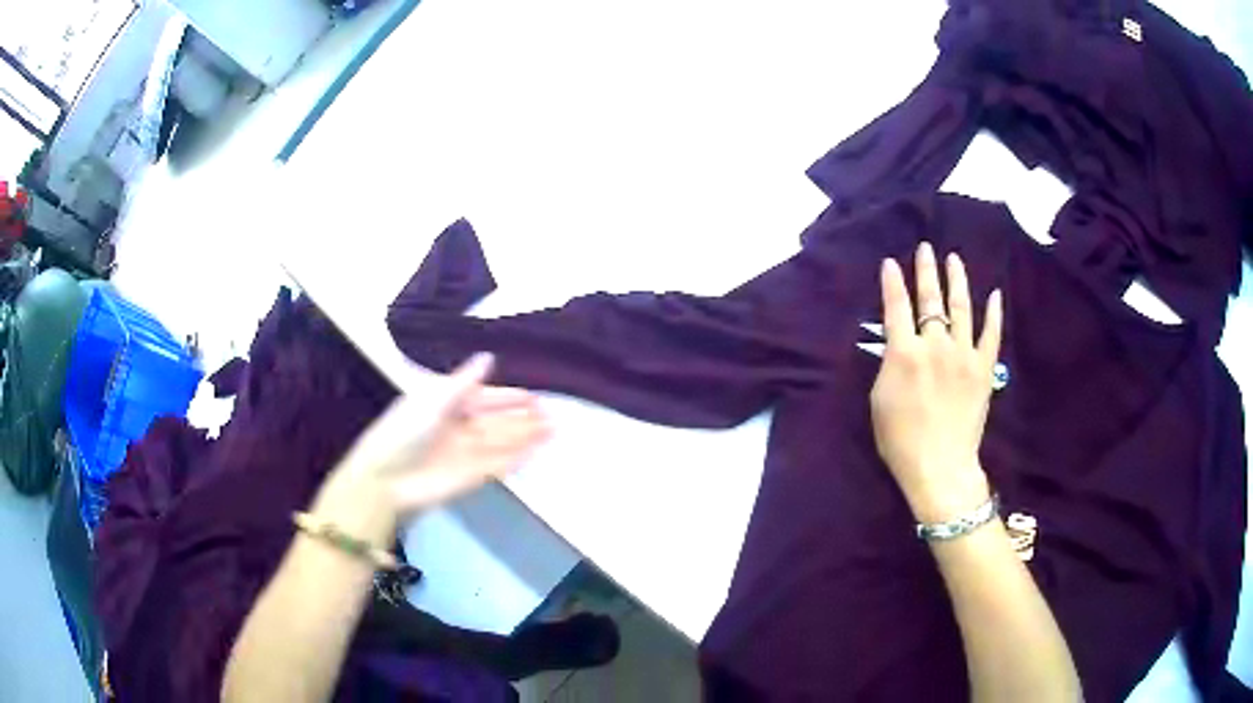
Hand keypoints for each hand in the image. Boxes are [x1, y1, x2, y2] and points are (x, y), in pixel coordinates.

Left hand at [314, 353, 550, 545]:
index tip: (535, 399)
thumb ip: (464, 382)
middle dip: (522, 420)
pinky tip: (535, 453)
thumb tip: (488, 357)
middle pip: (497, 422)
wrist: (386, 479)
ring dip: (525, 438)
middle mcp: (459, 427)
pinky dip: (516, 459)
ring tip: (553, 432)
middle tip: (552, 417)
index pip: (485, 398)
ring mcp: (466, 453)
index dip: (509, 398)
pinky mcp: (470, 477)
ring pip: (501, 442)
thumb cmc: (404, 432)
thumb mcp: (433, 400)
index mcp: (447, 404)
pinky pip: (498, 465)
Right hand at [870, 243, 1002, 523]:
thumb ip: (888, 366)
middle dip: (926, 271)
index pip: (896, 307)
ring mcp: (964, 354)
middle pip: (930, 299)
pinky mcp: (984, 368)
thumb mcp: (879, 401)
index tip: (891, 262)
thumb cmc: (901, 440)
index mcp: (904, 353)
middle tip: (926, 248)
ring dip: (957, 280)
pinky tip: (995, 295)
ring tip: (954, 259)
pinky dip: (994, 314)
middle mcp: (935, 345)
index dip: (893, 282)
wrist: (940, 467)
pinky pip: (991, 335)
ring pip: (961, 308)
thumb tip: (897, 345)